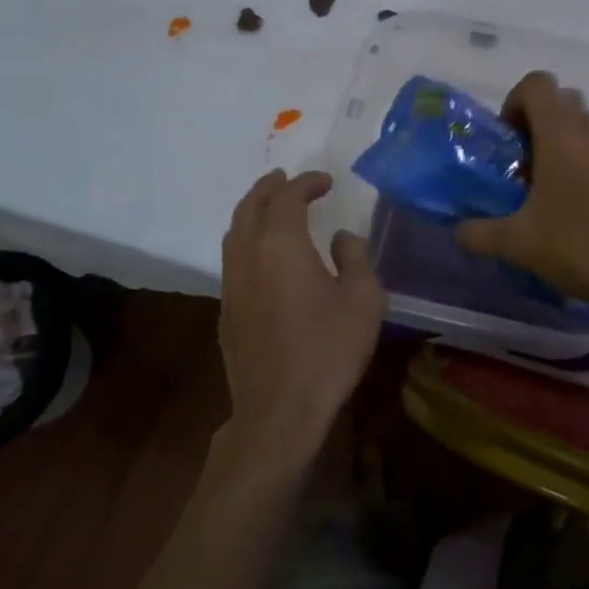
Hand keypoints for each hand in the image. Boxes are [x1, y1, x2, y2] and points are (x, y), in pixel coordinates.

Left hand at [218, 170, 385, 466]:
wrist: (279, 410)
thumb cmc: (328, 349)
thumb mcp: (362, 299)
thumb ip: (354, 257)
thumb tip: (340, 237)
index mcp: (280, 245)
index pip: (287, 198)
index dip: (306, 183)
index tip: (325, 181)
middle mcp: (247, 255)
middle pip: (250, 207)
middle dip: (268, 188)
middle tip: (286, 178)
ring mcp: (231, 284)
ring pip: (234, 232)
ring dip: (252, 211)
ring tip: (270, 206)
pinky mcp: (226, 311)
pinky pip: (232, 258)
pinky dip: (246, 239)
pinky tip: (262, 254)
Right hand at [454, 71, 588, 315]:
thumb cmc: (581, 247)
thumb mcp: (519, 245)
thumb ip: (480, 233)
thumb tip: (458, 231)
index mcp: (562, 135)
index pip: (537, 83)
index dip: (514, 102)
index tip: (509, 142)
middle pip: (562, 103)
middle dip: (538, 126)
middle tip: (526, 167)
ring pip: (587, 128)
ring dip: (565, 146)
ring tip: (554, 194)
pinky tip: (587, 211)